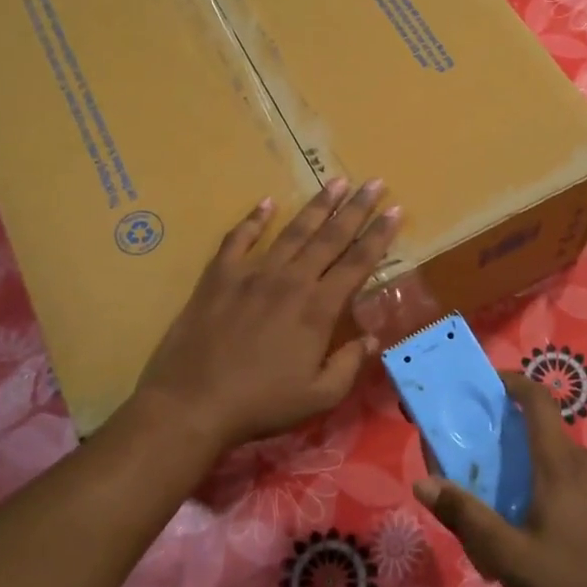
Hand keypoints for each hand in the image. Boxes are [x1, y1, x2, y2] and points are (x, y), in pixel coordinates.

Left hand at [134, 181, 399, 452]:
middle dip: (356, 208)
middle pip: (330, 237)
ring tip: (336, 181)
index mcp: (318, 308)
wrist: (192, 403)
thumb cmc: (260, 404)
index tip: (395, 210)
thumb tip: (372, 337)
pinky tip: (266, 203)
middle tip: (375, 182)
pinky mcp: (219, 276)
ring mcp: (252, 274)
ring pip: (292, 231)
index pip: (357, 263)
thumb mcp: (318, 397)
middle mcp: (290, 281)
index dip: (379, 236)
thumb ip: (349, 364)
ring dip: (317, 206)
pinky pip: (238, 239)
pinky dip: (253, 219)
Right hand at [414, 374, 586, 586]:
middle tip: (496, 474)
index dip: (515, 382)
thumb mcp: (510, 558)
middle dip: (521, 444)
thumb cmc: (574, 583)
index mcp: (560, 464)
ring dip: (546, 474)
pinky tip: (565, 535)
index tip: (492, 384)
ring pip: (571, 464)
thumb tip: (424, 483)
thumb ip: (467, 518)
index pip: (538, 401)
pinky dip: (571, 493)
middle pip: (550, 436)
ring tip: (526, 513)